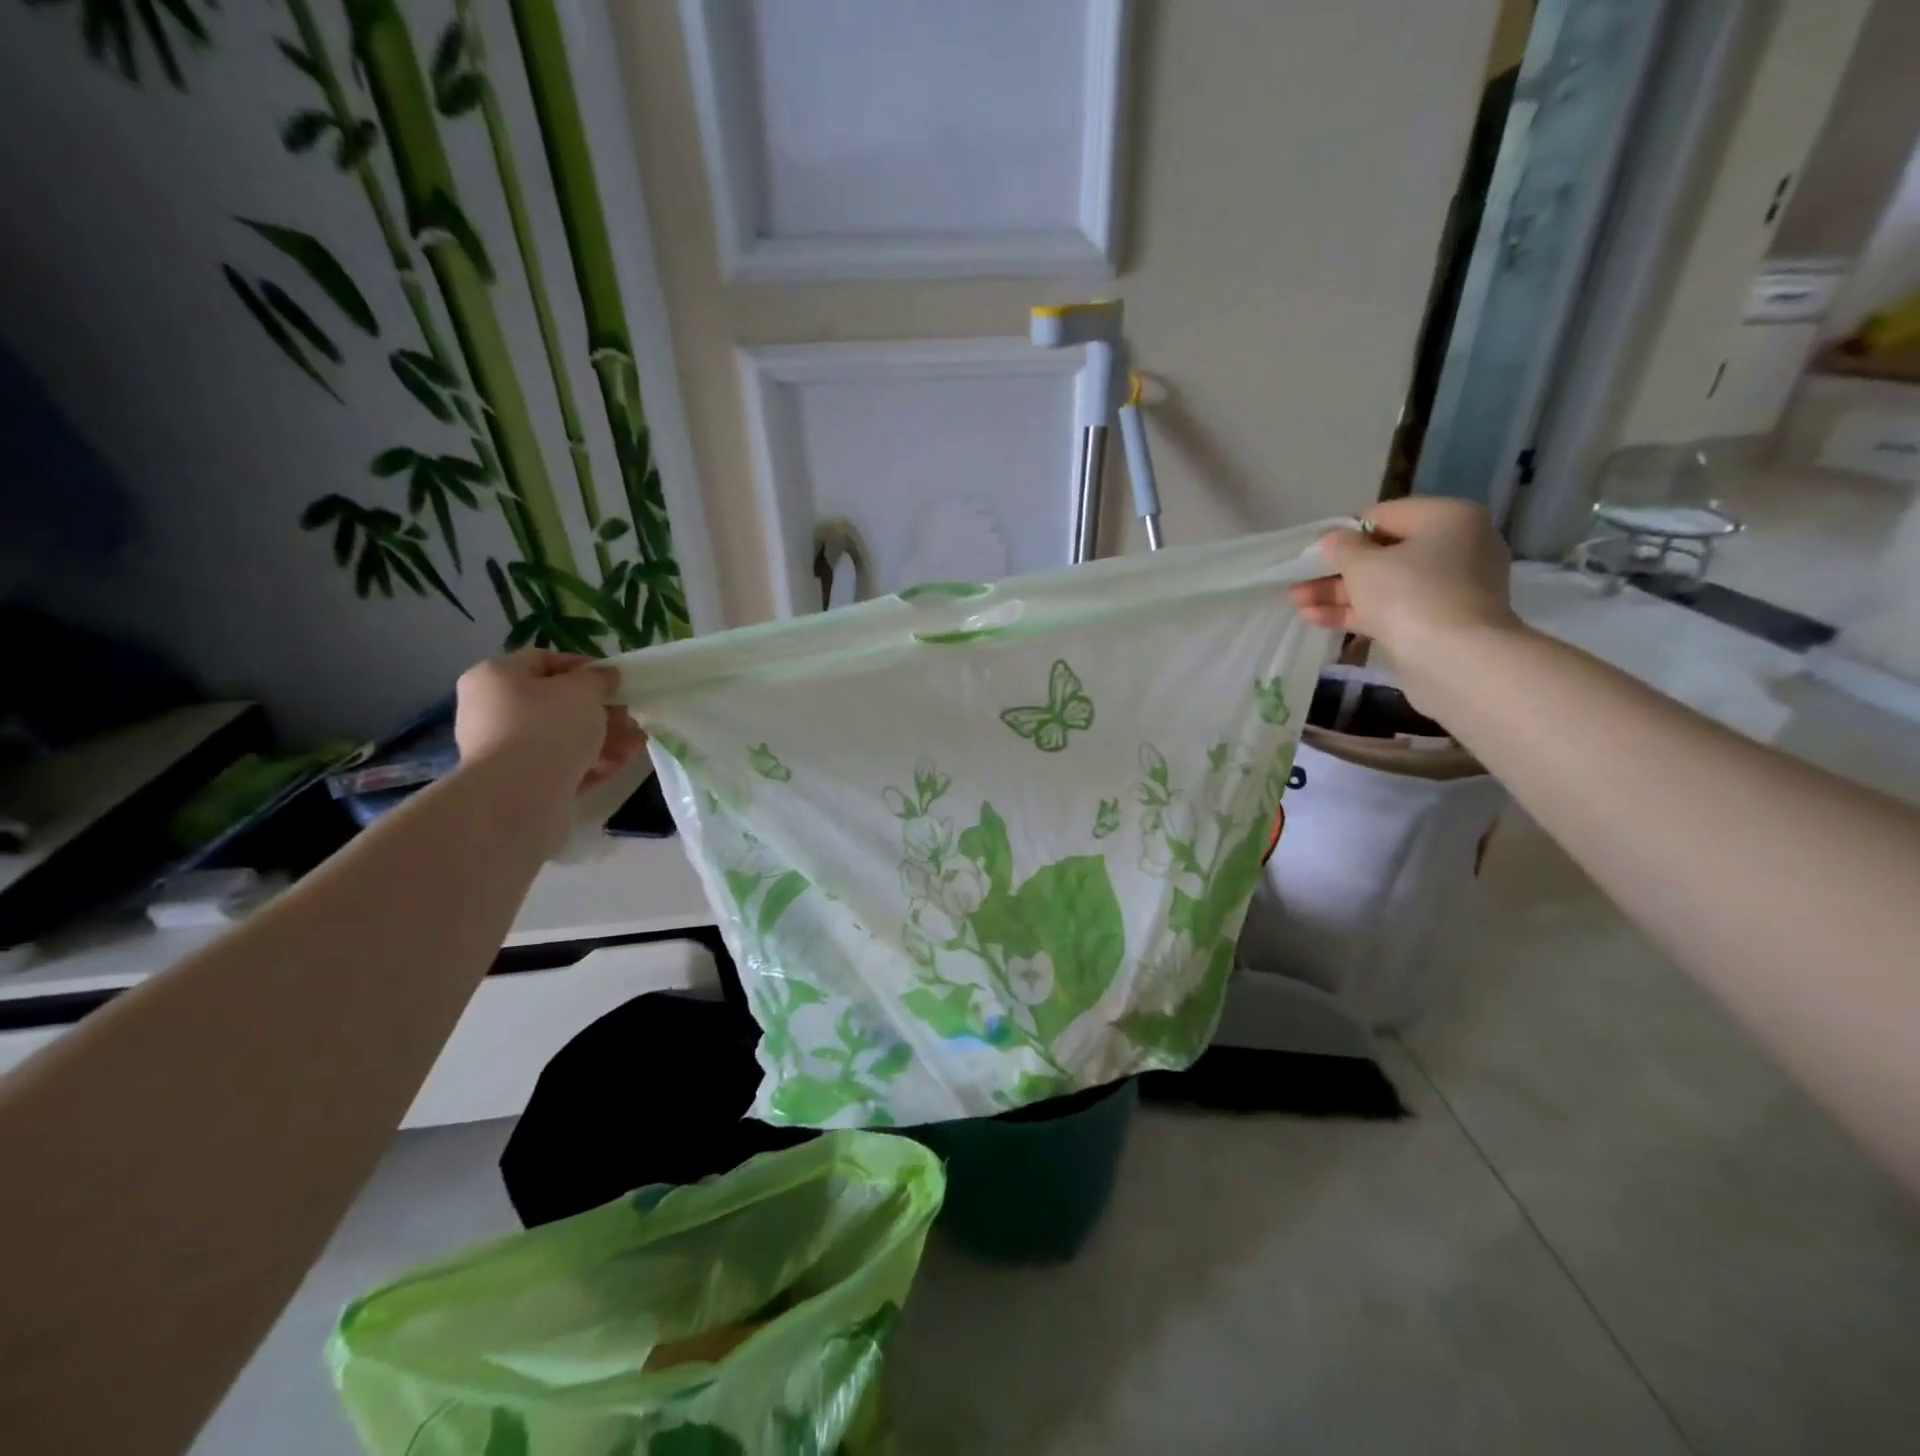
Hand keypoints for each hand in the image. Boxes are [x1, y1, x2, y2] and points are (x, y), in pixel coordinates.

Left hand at [454, 651, 644, 796]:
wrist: (518, 797)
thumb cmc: (547, 727)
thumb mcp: (583, 690)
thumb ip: (598, 678)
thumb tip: (606, 676)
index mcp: (497, 677)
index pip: (543, 661)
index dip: (584, 667)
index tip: (615, 680)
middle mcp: (494, 711)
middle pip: (557, 703)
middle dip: (601, 709)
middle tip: (631, 715)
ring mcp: (507, 750)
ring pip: (564, 737)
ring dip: (605, 737)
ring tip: (637, 742)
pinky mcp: (523, 783)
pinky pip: (564, 765)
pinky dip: (593, 762)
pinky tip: (623, 762)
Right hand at [1288, 498, 1521, 701]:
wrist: (1456, 659)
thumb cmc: (1409, 594)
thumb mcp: (1363, 564)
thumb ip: (1342, 547)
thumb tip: (1333, 540)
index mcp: (1447, 518)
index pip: (1384, 516)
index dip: (1344, 533)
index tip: (1313, 552)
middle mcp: (1456, 547)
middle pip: (1383, 553)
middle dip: (1336, 570)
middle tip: (1299, 580)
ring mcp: (1448, 588)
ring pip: (1383, 585)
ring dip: (1338, 593)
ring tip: (1296, 603)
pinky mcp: (1438, 621)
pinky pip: (1391, 609)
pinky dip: (1357, 612)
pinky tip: (1315, 619)